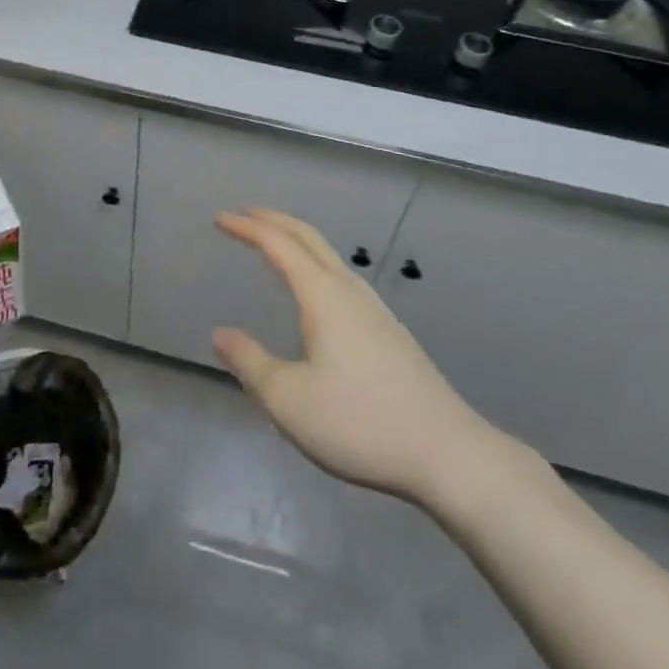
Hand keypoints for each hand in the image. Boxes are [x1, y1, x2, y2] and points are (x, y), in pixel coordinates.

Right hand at [213, 209, 525, 514]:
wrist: (448, 453)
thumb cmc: (360, 422)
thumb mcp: (289, 401)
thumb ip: (251, 363)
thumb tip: (221, 334)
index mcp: (322, 295)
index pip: (278, 245)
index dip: (247, 228)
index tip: (221, 218)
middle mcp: (349, 290)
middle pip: (309, 238)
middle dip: (275, 221)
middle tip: (246, 215)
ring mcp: (375, 309)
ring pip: (329, 256)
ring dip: (298, 241)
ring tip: (276, 247)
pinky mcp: (390, 332)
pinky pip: (342, 278)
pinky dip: (316, 265)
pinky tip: (316, 295)